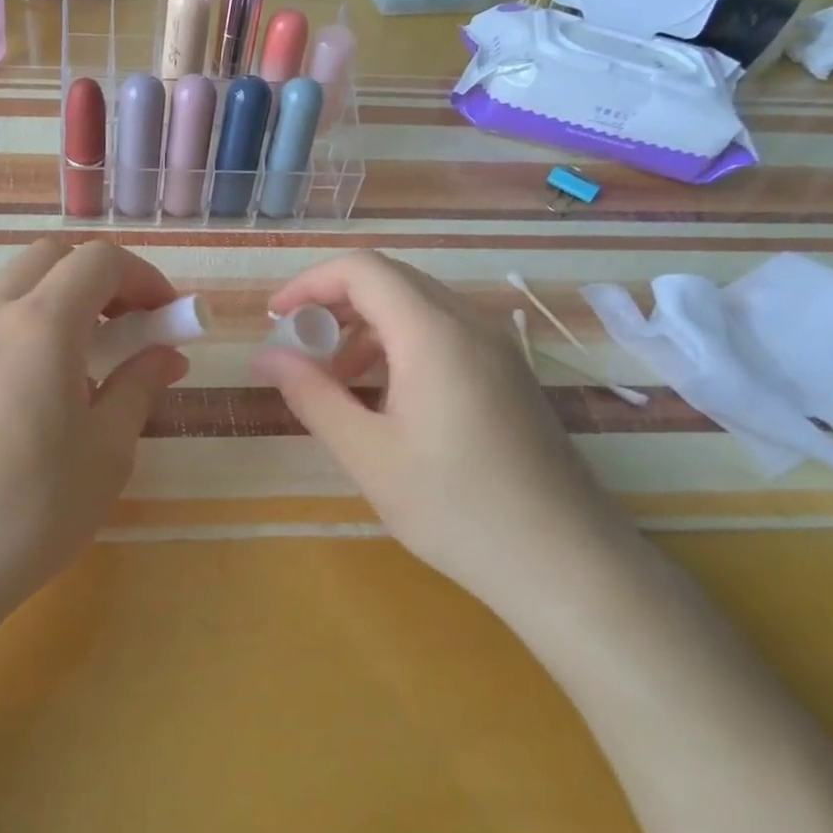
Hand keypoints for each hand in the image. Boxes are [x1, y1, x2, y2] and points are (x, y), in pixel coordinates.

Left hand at [0, 238, 188, 637]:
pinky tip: (45, 394)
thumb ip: (139, 388)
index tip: (167, 320)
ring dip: (64, 304)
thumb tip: (165, 355)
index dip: (144, 278)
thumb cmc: (31, 509)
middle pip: (51, 258)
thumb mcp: (107, 452)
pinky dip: (32, 330)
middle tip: (131, 329)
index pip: (99, 260)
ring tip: (92, 367)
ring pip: (18, 288)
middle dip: (101, 279)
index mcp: (41, 324)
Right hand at [251, 251, 630, 601]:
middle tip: (299, 348)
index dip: (309, 282)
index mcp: (433, 332)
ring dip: (366, 329)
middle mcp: (470, 324)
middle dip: (334, 304)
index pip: (362, 269)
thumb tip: (265, 356)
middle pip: (391, 281)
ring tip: (336, 381)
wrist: (567, 564)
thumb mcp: (367, 453)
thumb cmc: (455, 507)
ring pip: (418, 308)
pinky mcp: (509, 376)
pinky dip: (400, 347)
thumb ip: (311, 394)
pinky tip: (386, 399)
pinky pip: (444, 336)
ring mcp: (497, 349)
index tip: (275, 317)